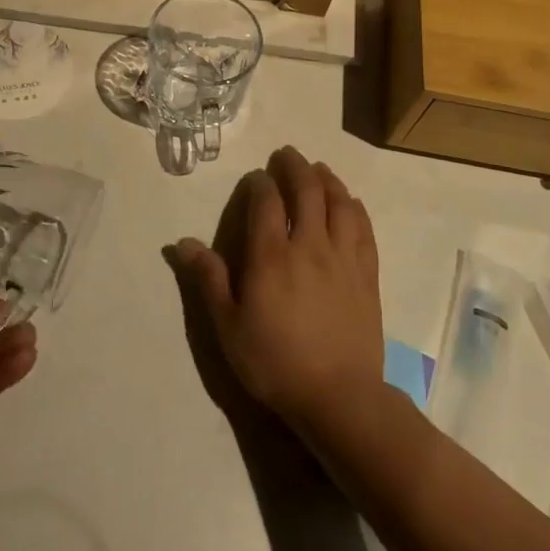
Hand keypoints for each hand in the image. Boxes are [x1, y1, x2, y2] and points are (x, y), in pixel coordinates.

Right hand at [168, 146, 382, 438]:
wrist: (338, 396)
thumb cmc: (274, 362)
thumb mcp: (228, 326)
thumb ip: (208, 280)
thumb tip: (182, 243)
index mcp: (271, 256)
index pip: (266, 202)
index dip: (260, 183)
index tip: (256, 177)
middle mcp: (309, 245)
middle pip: (306, 191)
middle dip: (295, 167)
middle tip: (286, 154)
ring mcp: (343, 258)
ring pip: (338, 203)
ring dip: (327, 179)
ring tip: (318, 169)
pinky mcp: (367, 274)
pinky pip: (363, 228)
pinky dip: (354, 207)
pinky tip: (350, 202)